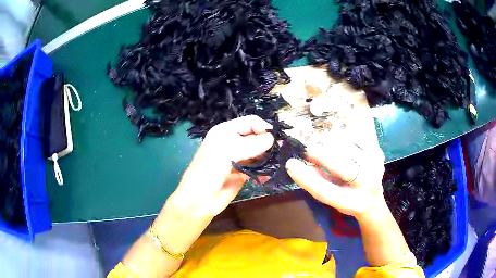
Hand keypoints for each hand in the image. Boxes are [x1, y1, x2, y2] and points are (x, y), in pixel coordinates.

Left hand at [170, 115, 273, 217]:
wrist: (199, 199)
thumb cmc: (209, 170)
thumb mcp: (228, 152)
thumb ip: (252, 144)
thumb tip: (272, 139)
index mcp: (226, 132)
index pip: (250, 122)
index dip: (263, 127)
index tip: (277, 137)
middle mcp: (232, 143)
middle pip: (255, 137)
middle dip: (268, 143)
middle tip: (281, 150)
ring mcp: (238, 159)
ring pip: (257, 153)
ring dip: (267, 157)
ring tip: (277, 162)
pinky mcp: (242, 174)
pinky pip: (257, 168)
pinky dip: (263, 171)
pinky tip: (268, 175)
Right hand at [285, 138, 385, 218]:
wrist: (372, 199)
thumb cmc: (346, 200)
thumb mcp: (329, 197)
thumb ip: (315, 182)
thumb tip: (295, 165)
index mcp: (351, 202)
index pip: (326, 191)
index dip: (306, 178)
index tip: (290, 163)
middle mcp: (367, 185)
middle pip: (341, 166)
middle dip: (320, 155)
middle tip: (307, 150)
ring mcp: (376, 167)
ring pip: (348, 148)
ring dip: (331, 146)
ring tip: (327, 151)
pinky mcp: (378, 153)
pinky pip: (356, 139)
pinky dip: (343, 140)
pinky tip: (341, 147)